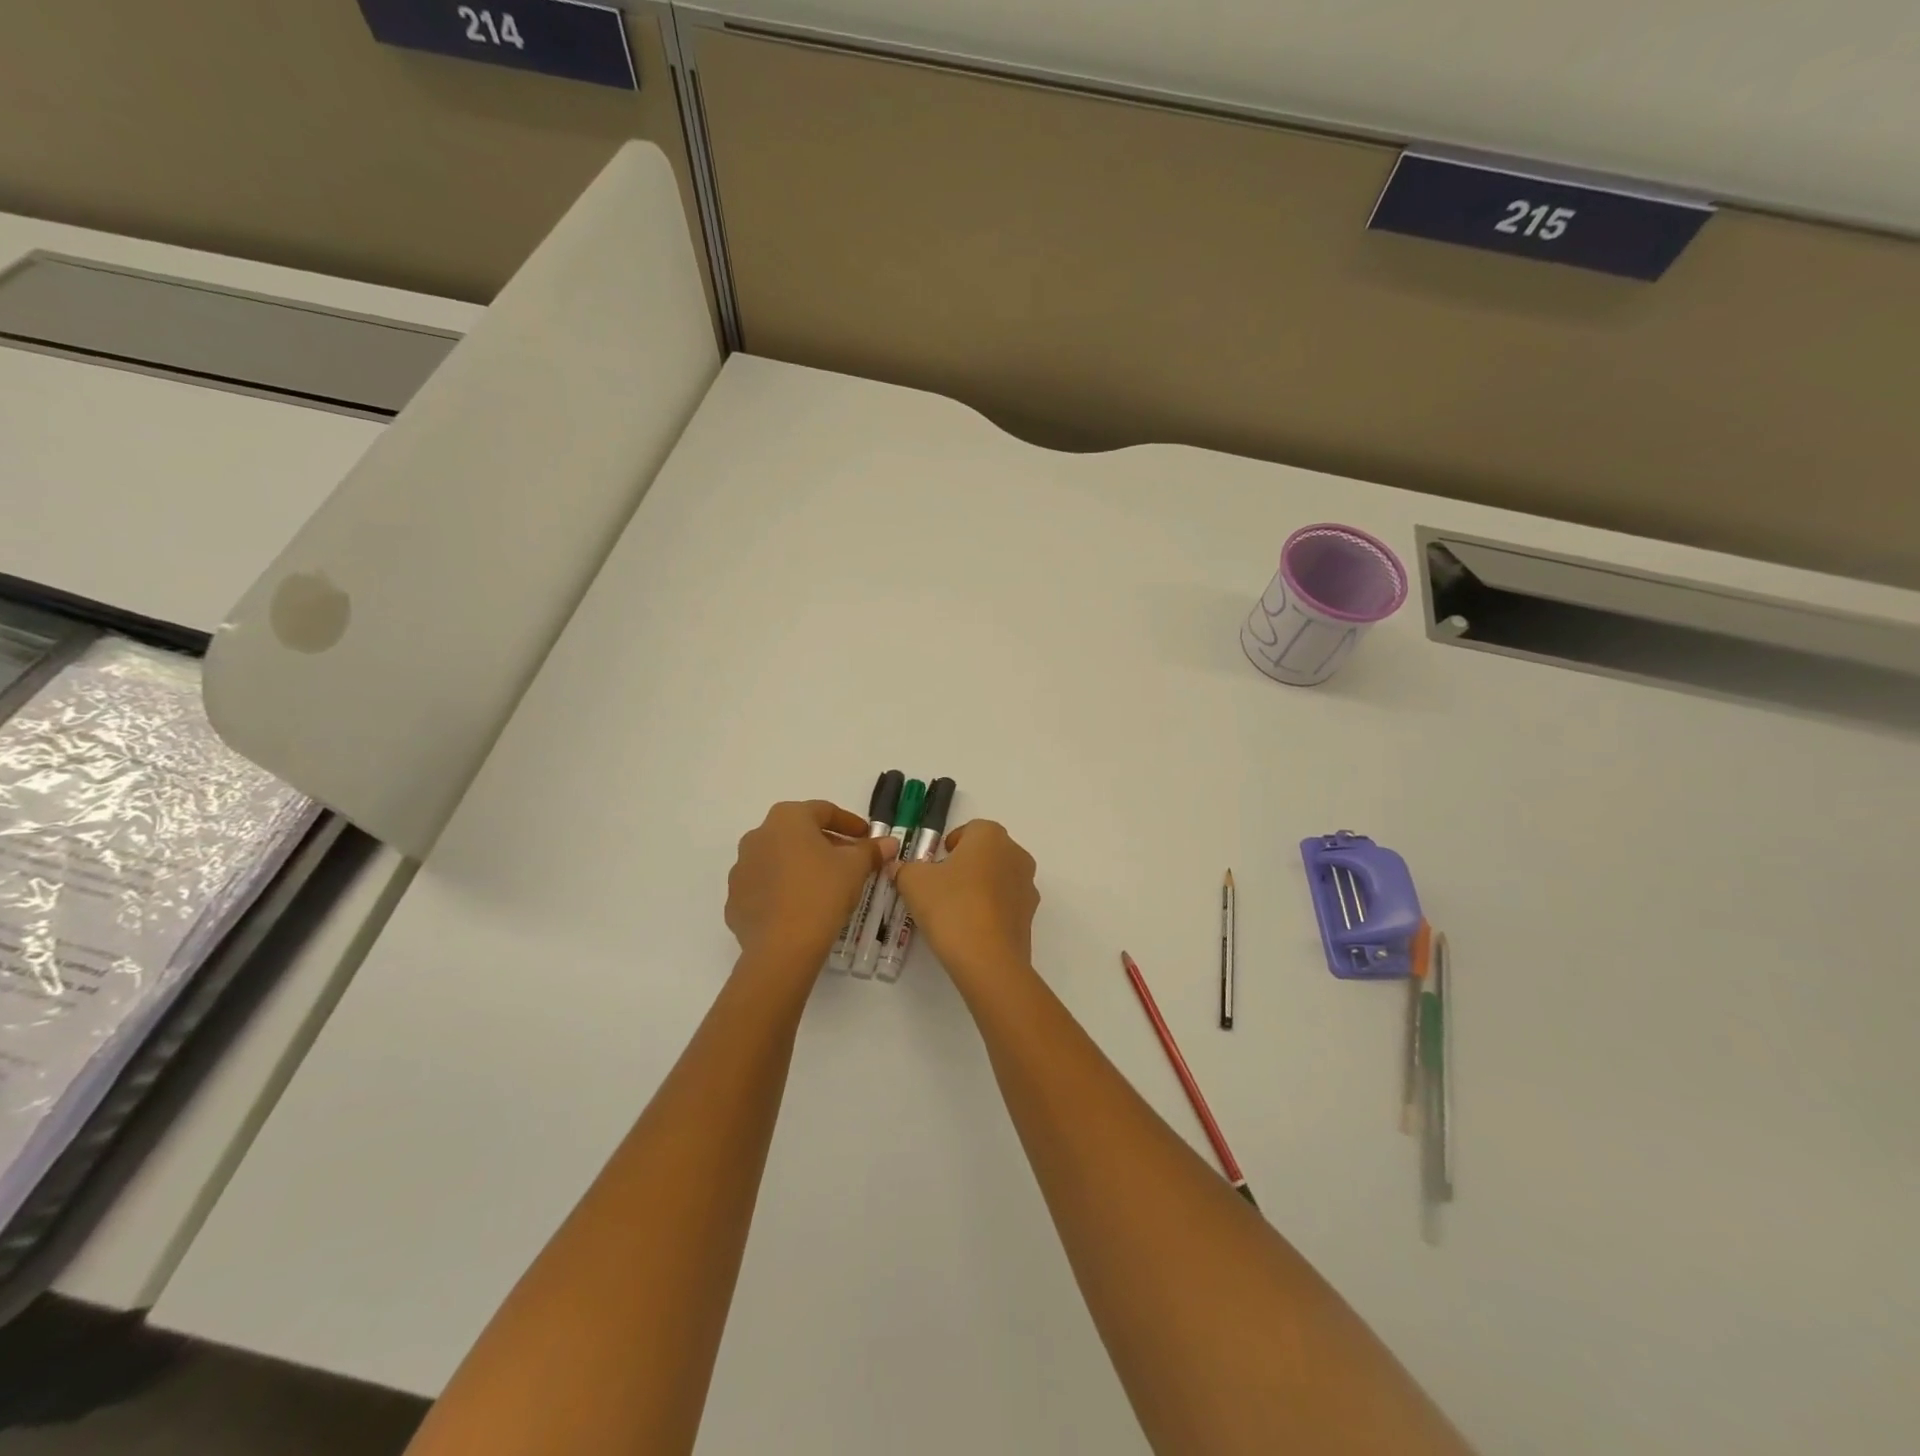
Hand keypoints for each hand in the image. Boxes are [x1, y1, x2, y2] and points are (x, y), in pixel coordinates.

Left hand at [726, 801, 887, 973]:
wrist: (782, 947)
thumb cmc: (822, 892)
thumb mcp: (855, 867)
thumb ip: (871, 850)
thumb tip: (888, 843)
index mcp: (787, 819)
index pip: (824, 811)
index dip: (849, 823)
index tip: (867, 837)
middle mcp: (758, 836)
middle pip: (798, 833)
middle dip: (825, 843)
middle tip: (849, 860)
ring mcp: (742, 868)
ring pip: (779, 859)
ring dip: (802, 865)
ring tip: (825, 885)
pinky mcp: (735, 899)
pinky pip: (765, 886)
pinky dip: (784, 889)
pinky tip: (801, 906)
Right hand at [892, 820, 1038, 987]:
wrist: (988, 959)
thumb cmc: (950, 906)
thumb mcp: (914, 883)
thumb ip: (904, 869)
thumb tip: (899, 868)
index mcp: (990, 836)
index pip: (970, 829)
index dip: (950, 845)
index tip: (935, 864)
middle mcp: (1015, 854)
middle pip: (987, 852)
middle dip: (965, 865)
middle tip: (941, 886)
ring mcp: (1027, 885)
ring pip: (999, 877)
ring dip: (980, 886)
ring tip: (955, 910)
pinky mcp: (1030, 915)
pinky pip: (1006, 903)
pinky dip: (991, 909)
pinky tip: (971, 928)